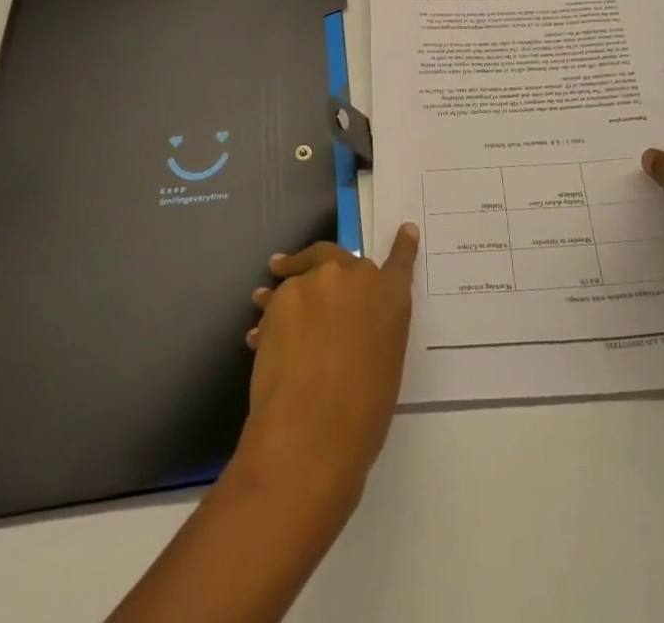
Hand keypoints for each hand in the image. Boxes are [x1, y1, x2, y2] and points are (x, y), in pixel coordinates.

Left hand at [236, 223, 419, 510]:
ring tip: (263, 298)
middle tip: (306, 273)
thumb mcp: (384, 367)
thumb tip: (354, 327)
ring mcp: (317, 281)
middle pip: (338, 256)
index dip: (403, 247)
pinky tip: (257, 338)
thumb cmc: (360, 416)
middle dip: (322, 264)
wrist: (310, 433)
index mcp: (391, 297)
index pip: (400, 262)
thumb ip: (376, 331)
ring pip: (301, 274)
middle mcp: (356, 277)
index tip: (405, 230)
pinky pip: (277, 299)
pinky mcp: (282, 296)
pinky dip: (271, 314)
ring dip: (288, 283)